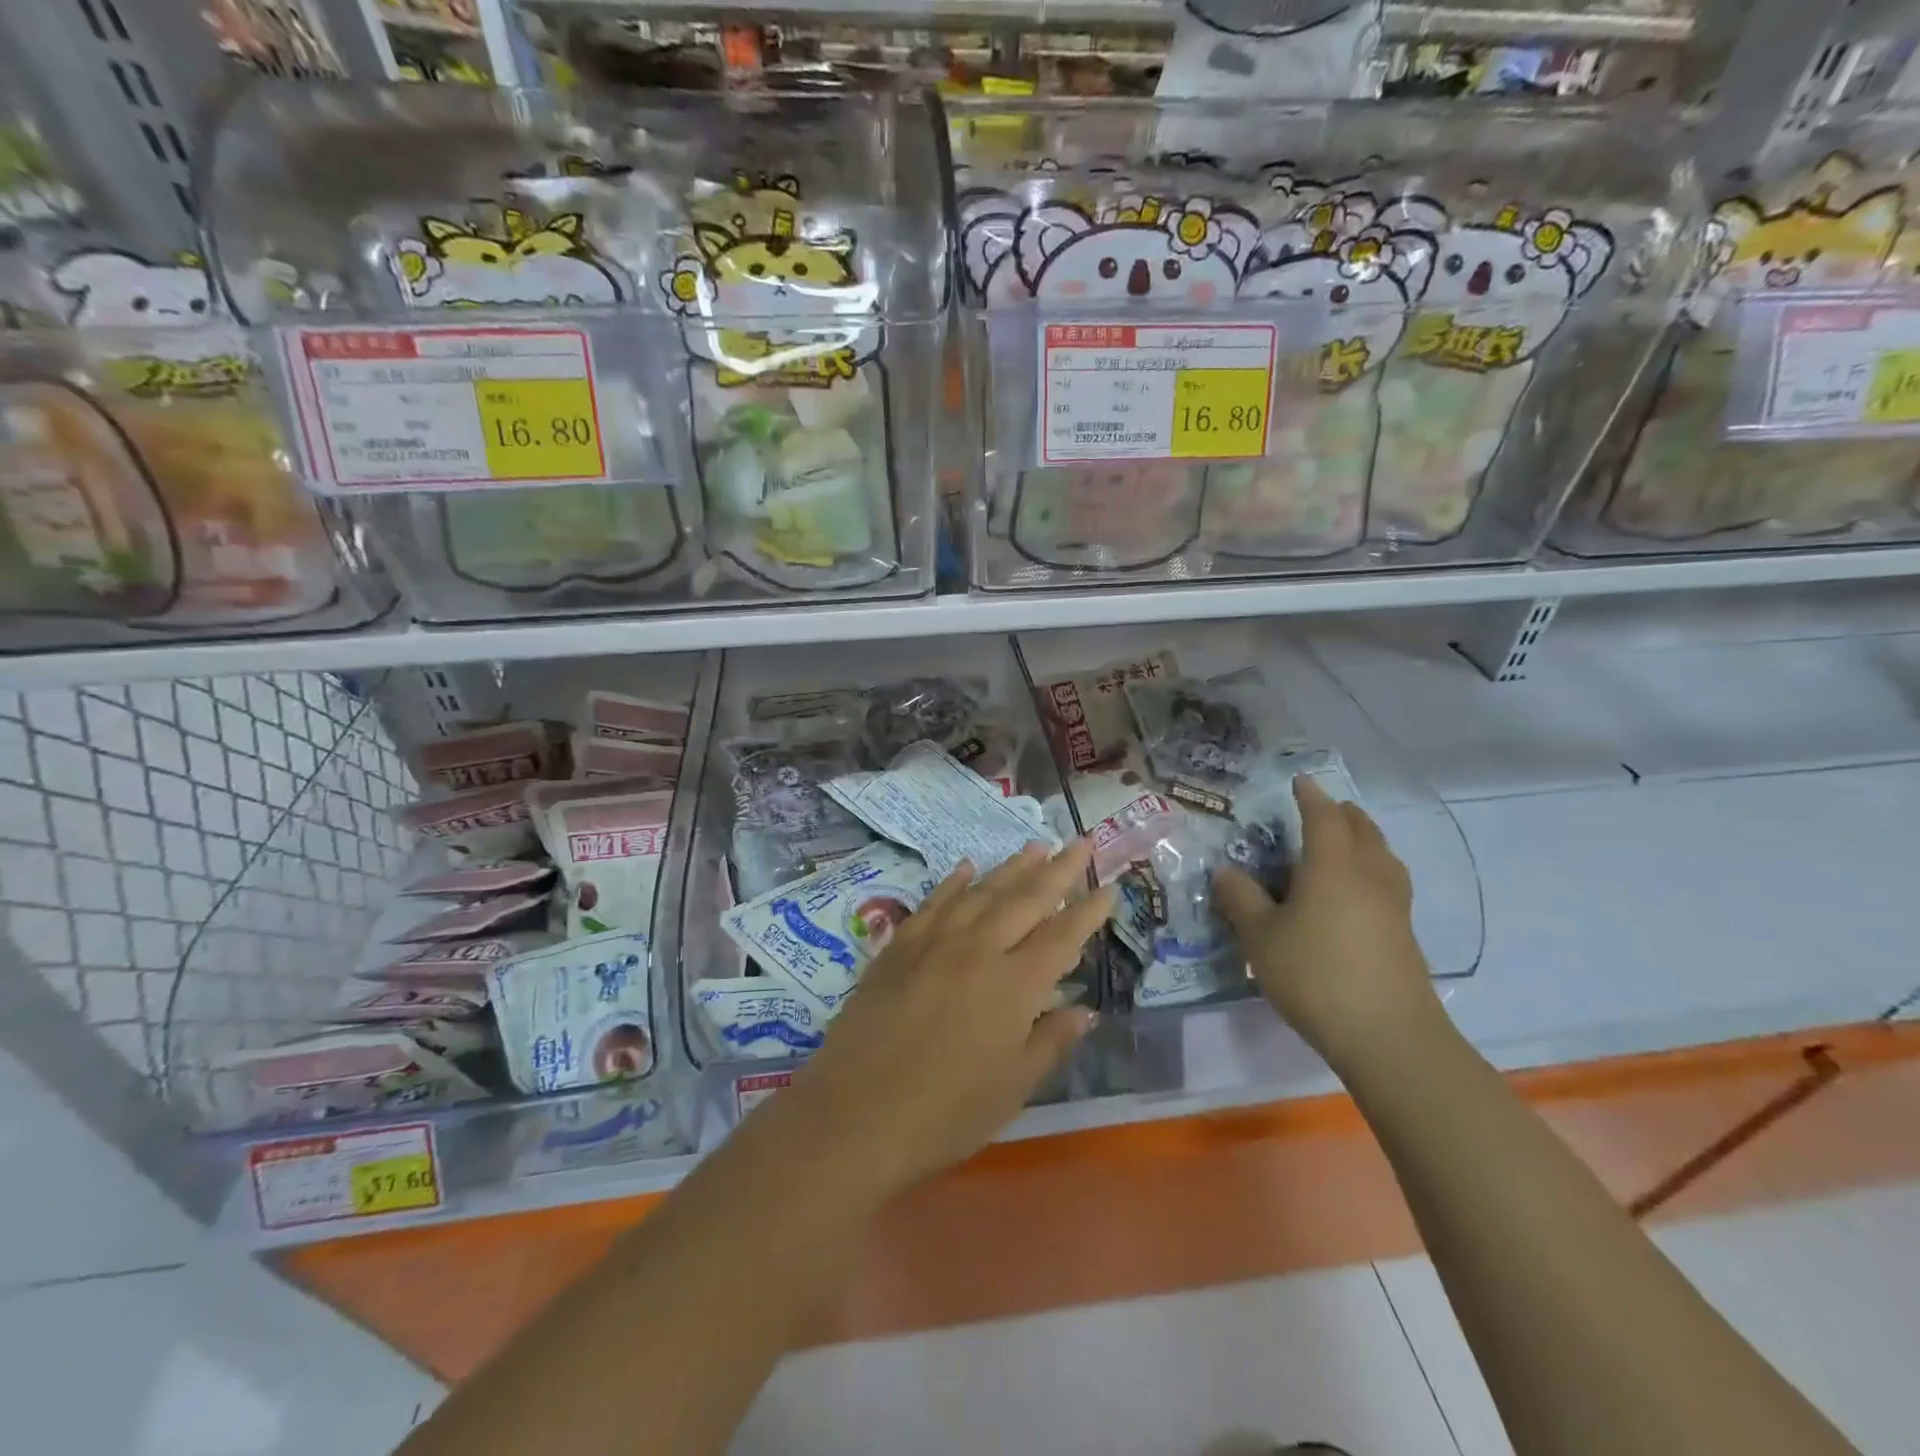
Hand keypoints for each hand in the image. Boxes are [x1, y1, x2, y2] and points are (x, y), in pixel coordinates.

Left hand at [781, 839, 1114, 1201]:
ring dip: (1012, 867)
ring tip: (1036, 846)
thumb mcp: (1013, 1087)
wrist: (855, 1116)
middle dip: (1058, 870)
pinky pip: (933, 903)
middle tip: (1081, 843)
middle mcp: (978, 949)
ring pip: (981, 892)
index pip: (1062, 936)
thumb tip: (1084, 1010)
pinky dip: (954, 882)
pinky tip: (967, 868)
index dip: (1088, 911)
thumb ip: (1050, 1041)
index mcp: (1014, 984)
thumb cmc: (946, 1114)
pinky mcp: (898, 947)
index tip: (1109, 888)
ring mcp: (934, 942)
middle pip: (1025, 899)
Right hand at [1213, 777, 1444, 1073]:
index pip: (1323, 818)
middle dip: (1343, 814)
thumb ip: (1242, 899)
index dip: (1310, 797)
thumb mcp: (1261, 938)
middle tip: (1324, 808)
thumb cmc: (1315, 975)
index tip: (1300, 782)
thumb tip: (1226, 870)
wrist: (1389, 1036)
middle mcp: (1368, 876)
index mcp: (1332, 867)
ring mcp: (1393, 906)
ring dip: (1365, 839)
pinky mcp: (1404, 934)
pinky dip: (1374, 870)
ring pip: (1383, 856)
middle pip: (1362, 831)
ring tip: (1347, 842)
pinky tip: (1359, 892)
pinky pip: (1389, 883)